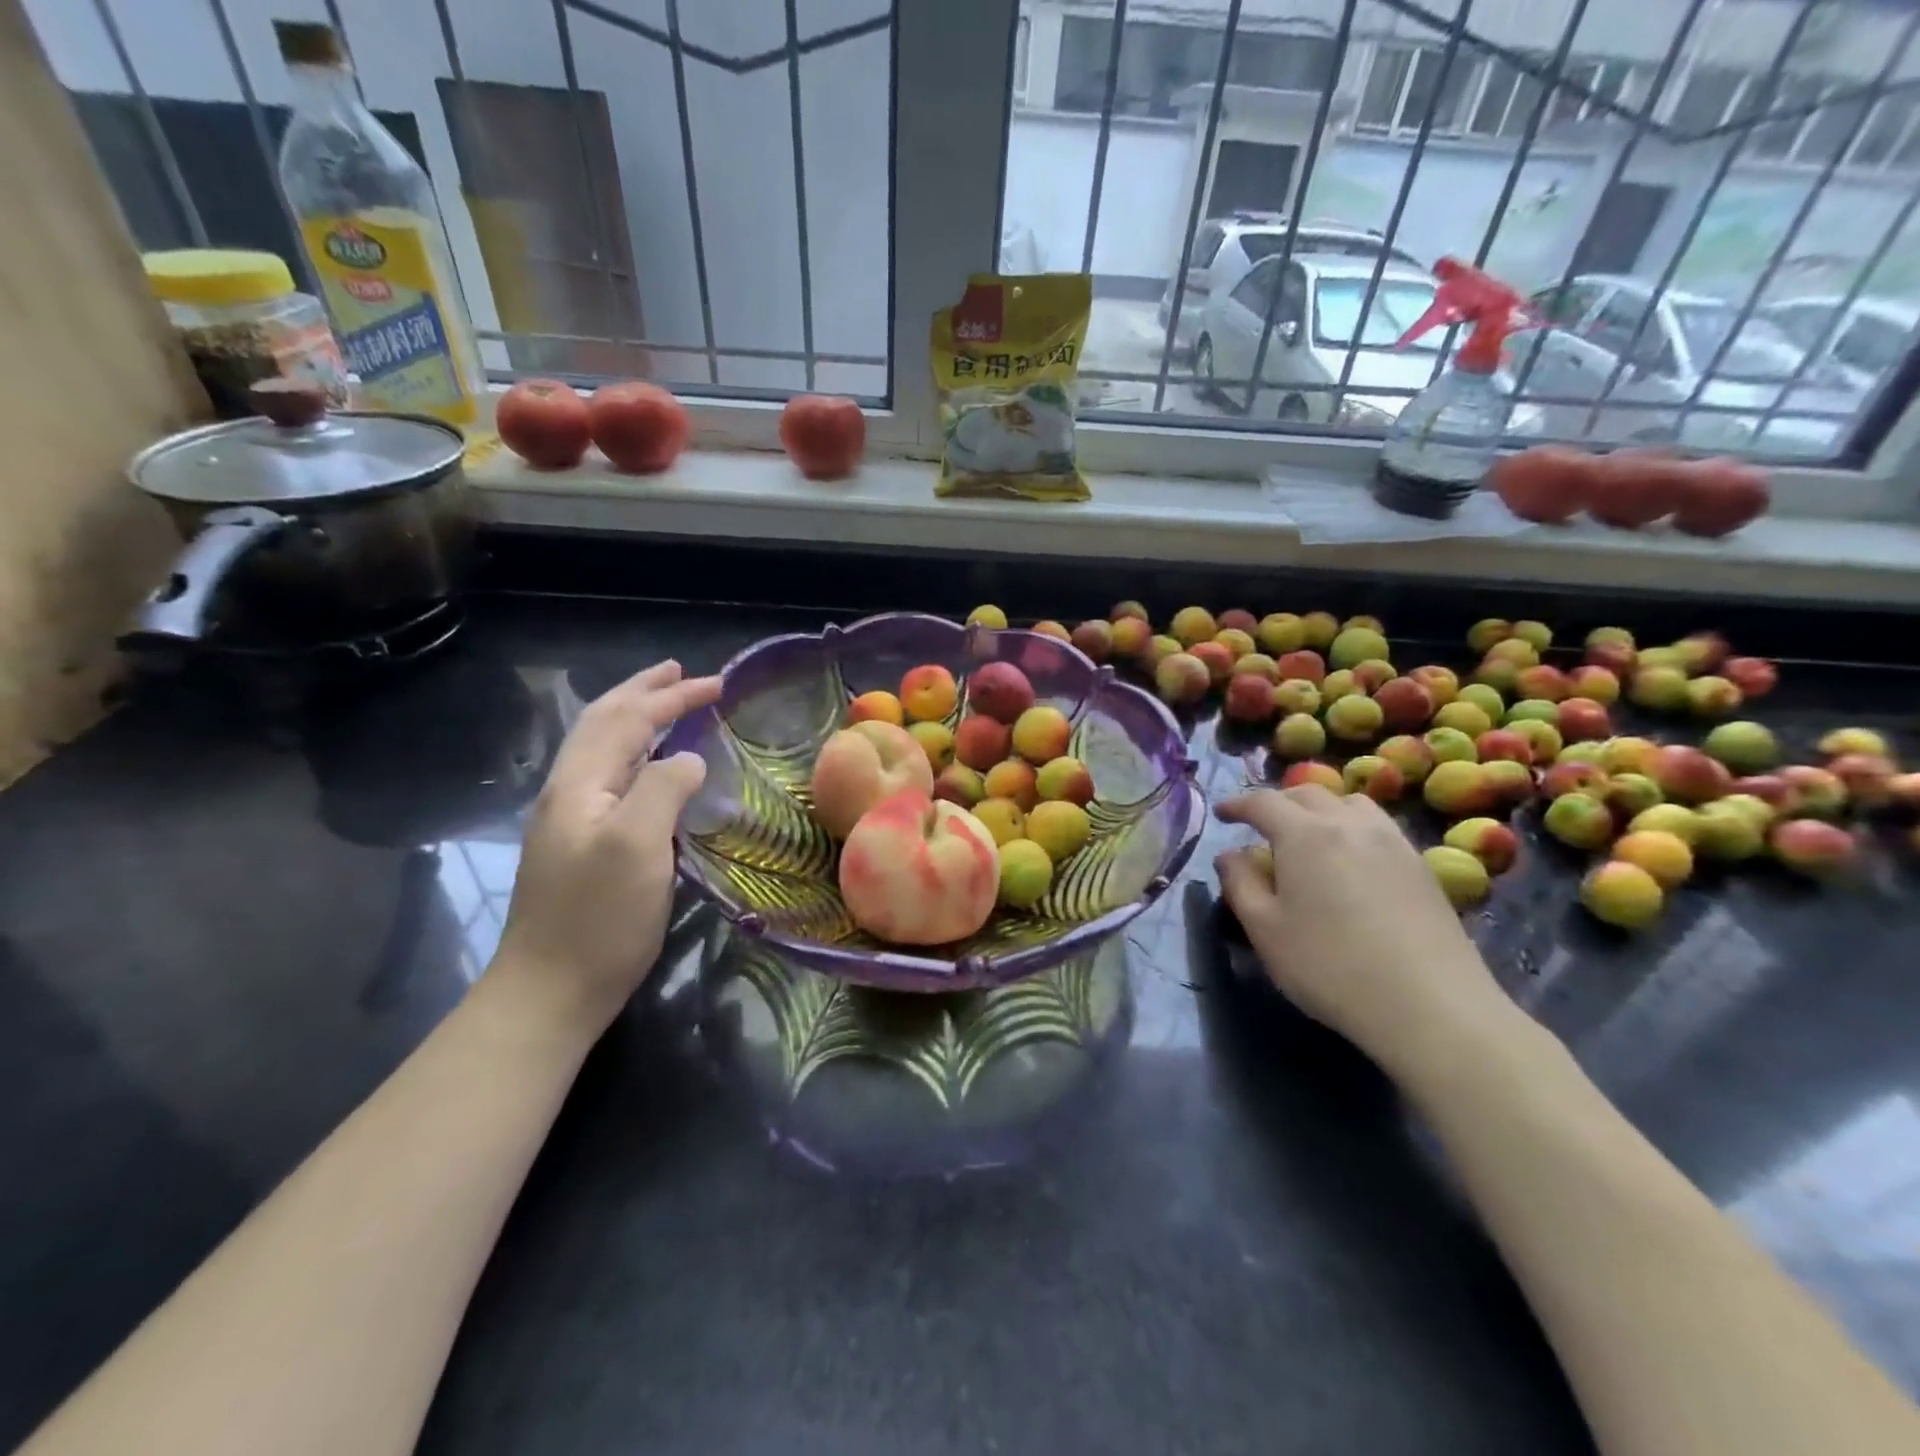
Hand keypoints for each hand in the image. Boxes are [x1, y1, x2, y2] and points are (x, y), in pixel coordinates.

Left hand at [493, 660, 721, 1032]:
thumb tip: (686, 758)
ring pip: (603, 749)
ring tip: (667, 704)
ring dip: (637, 717)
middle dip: (645, 692)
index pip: (626, 719)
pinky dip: (637, 753)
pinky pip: (612, 778)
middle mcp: (569, 792)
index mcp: (579, 784)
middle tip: (682, 673)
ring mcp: (571, 820)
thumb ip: (662, 788)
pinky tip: (653, 766)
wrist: (550, 992)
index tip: (717, 684)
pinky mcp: (583, 846)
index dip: (671, 696)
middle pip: (604, 723)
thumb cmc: (599, 919)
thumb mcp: (638, 846)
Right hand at [1215, 786, 1520, 1087]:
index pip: (1263, 802)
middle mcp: (1349, 824)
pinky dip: (1352, 828)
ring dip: (1320, 809)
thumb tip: (1230, 854)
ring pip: (1349, 803)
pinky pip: (1378, 827)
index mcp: (1304, 835)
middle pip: (1307, 794)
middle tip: (1260, 826)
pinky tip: (1350, 862)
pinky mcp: (1421, 866)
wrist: (1431, 1006)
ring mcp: (1392, 842)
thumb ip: (1240, 883)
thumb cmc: (1330, 967)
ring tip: (1309, 837)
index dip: (1237, 804)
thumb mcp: (1265, 930)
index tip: (1222, 814)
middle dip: (1277, 803)